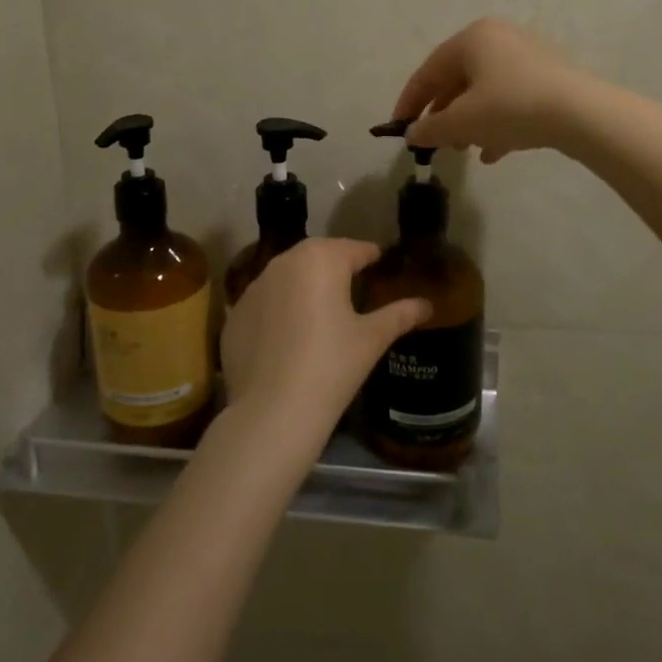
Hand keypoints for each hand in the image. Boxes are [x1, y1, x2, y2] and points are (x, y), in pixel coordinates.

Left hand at [220, 239, 430, 453]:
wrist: (272, 412)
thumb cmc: (331, 367)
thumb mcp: (370, 339)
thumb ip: (399, 315)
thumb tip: (426, 304)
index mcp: (321, 260)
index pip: (354, 249)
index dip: (371, 257)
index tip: (380, 265)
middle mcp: (284, 263)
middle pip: (318, 255)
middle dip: (336, 266)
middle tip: (354, 286)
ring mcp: (254, 287)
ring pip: (288, 276)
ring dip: (305, 285)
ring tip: (321, 310)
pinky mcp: (235, 314)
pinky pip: (265, 302)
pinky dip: (279, 310)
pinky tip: (289, 338)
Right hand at [391, 17, 596, 163]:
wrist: (581, 113)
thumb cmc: (511, 107)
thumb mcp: (462, 121)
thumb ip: (430, 128)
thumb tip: (412, 134)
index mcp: (473, 38)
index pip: (429, 71)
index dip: (410, 101)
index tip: (399, 127)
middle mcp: (499, 38)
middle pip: (458, 79)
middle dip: (444, 114)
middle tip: (435, 142)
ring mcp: (528, 56)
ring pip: (486, 91)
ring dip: (470, 122)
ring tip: (463, 149)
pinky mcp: (550, 77)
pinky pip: (512, 98)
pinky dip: (497, 122)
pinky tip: (493, 151)